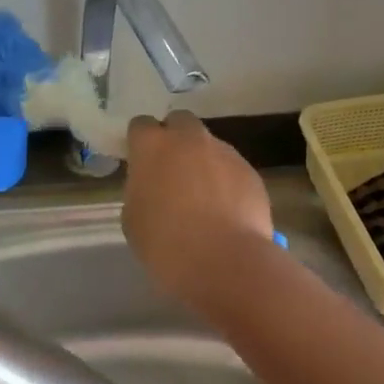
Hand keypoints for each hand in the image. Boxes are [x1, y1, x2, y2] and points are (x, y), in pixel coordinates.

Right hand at [122, 111, 273, 310]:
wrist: (222, 261)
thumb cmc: (164, 242)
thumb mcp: (133, 217)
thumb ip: (141, 189)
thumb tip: (154, 186)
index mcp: (153, 146)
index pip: (140, 125)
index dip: (140, 142)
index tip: (140, 161)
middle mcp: (190, 139)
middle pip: (180, 122)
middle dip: (174, 138)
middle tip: (171, 170)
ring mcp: (225, 152)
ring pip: (209, 145)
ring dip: (202, 161)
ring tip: (202, 197)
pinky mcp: (251, 172)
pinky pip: (232, 169)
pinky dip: (225, 182)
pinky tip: (224, 211)